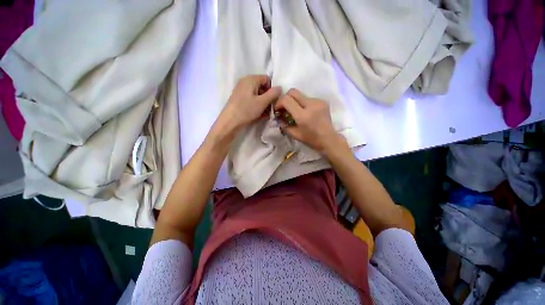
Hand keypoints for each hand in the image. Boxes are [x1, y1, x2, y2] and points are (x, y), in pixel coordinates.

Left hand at [214, 75, 280, 136]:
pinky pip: (251, 99)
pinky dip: (256, 105)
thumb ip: (273, 94)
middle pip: (262, 87)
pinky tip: (259, 114)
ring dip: (263, 103)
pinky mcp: (239, 98)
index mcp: (251, 79)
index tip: (273, 100)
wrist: (230, 121)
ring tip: (265, 114)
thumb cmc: (246, 110)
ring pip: (257, 95)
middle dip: (268, 98)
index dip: (272, 89)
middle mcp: (245, 82)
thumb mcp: (262, 102)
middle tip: (270, 109)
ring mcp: (241, 90)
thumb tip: (280, 87)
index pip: (267, 79)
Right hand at [274, 88, 346, 153]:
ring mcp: (318, 101)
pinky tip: (305, 112)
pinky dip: (303, 103)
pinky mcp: (322, 101)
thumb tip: (278, 117)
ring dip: (295, 101)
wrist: (329, 139)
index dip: (279, 103)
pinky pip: (308, 98)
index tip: (278, 110)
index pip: (286, 100)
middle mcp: (311, 105)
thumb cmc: (311, 140)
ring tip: (295, 111)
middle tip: (285, 108)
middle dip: (285, 98)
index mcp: (303, 115)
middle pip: (293, 91)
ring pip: (301, 95)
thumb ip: (284, 125)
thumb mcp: (294, 134)